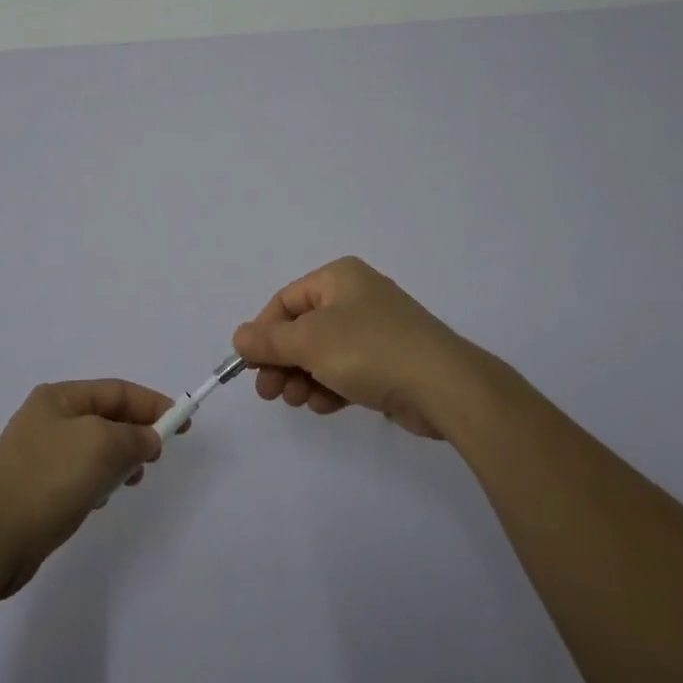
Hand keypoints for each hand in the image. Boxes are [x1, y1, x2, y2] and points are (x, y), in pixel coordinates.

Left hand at [0, 379, 173, 597]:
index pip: (117, 390)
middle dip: (136, 435)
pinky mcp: (37, 487)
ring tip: (128, 482)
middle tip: (155, 458)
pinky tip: (98, 501)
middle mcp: (48, 418)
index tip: (183, 424)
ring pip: (96, 448)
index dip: (153, 404)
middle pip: (107, 417)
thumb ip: (134, 437)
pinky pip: (80, 475)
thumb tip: (148, 439)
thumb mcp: (100, 447)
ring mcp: (40, 454)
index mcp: (59, 397)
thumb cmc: (46, 481)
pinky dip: (98, 482)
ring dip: (118, 462)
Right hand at [232, 257, 482, 438]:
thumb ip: (269, 341)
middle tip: (268, 392)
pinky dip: (330, 386)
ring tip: (296, 400)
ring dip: (303, 377)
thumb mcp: (310, 342)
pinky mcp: (389, 362)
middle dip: (282, 361)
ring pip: (323, 353)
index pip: (286, 301)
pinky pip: (347, 370)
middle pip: (302, 328)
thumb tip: (238, 337)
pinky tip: (323, 405)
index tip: (250, 365)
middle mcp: (356, 297)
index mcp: (339, 278)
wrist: (443, 386)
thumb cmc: (370, 349)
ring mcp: (375, 330)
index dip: (264, 332)